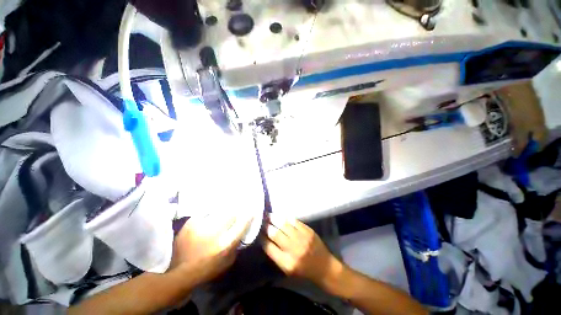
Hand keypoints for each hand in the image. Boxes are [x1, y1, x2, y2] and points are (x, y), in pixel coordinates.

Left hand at [172, 214, 251, 284]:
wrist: (179, 273)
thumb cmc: (207, 269)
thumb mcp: (228, 262)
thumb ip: (236, 245)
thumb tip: (241, 230)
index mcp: (225, 244)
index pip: (242, 224)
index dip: (248, 216)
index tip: (251, 211)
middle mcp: (215, 233)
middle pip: (231, 214)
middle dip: (235, 212)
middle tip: (235, 211)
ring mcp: (201, 226)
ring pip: (218, 211)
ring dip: (223, 212)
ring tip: (223, 211)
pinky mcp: (191, 223)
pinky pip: (206, 212)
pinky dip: (210, 214)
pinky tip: (210, 216)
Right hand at [263, 215, 343, 287]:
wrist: (324, 267)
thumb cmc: (304, 271)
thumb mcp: (287, 269)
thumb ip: (276, 255)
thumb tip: (265, 240)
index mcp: (287, 263)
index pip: (269, 247)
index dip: (262, 238)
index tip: (258, 232)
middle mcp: (294, 249)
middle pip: (276, 233)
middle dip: (267, 226)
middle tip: (261, 220)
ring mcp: (302, 238)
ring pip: (284, 224)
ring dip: (275, 219)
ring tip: (269, 215)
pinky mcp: (308, 230)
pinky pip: (294, 221)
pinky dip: (286, 218)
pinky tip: (281, 216)